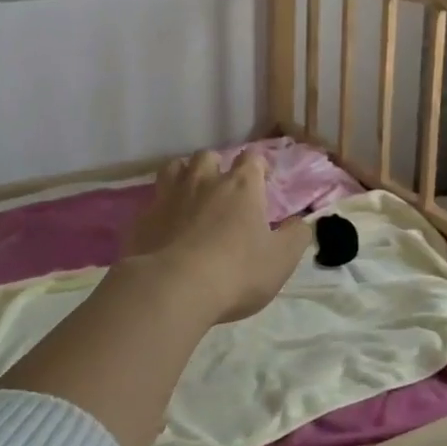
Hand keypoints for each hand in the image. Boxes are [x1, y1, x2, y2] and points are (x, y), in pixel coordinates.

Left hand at [122, 150, 311, 327]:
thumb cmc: (236, 272)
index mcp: (241, 186)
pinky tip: (165, 227)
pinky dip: (161, 209)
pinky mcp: (143, 218)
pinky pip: (152, 201)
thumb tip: (303, 222)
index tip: (263, 181)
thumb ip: (296, 237)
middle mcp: (204, 181)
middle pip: (209, 156)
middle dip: (217, 167)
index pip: (252, 158)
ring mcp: (169, 196)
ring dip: (184, 176)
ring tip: (190, 195)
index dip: (259, 166)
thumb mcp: (281, 260)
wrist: (172, 289)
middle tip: (223, 189)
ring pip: (175, 168)